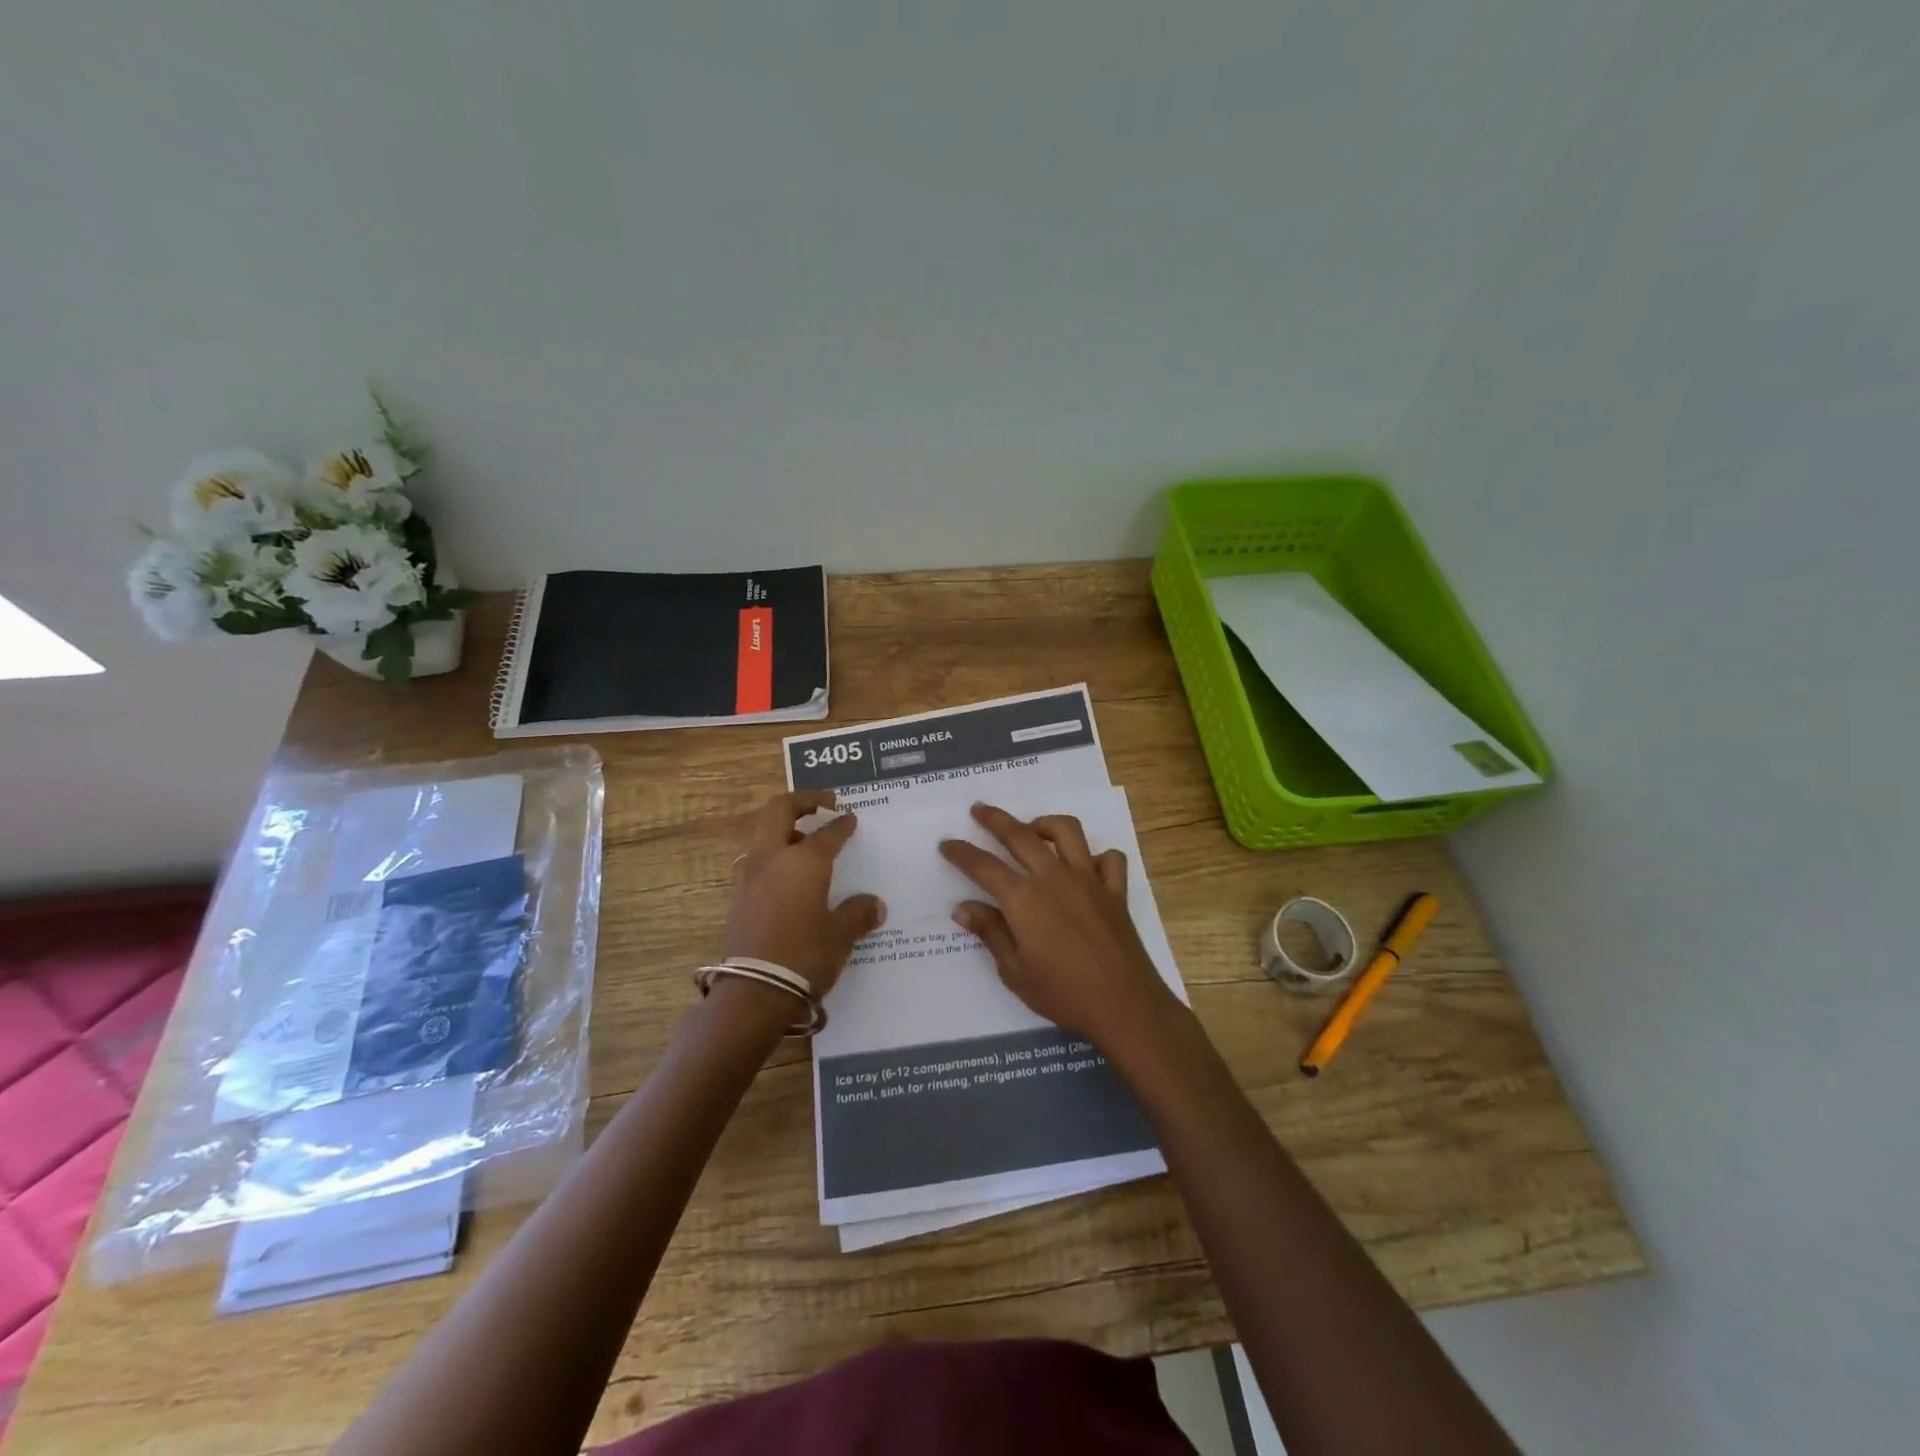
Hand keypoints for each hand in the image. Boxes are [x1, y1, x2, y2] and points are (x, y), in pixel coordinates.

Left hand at [723, 790, 884, 999]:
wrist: (753, 994)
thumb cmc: (804, 957)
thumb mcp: (840, 935)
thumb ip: (858, 913)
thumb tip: (874, 905)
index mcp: (803, 861)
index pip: (827, 832)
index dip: (841, 824)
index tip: (850, 818)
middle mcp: (772, 859)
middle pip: (779, 810)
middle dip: (802, 802)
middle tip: (823, 804)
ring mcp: (748, 876)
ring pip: (762, 834)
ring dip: (783, 828)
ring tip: (804, 842)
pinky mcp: (736, 897)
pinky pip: (755, 860)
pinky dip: (772, 854)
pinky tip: (786, 876)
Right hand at [940, 803, 1182, 1054]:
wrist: (1124, 1006)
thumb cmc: (1063, 994)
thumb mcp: (1015, 971)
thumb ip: (990, 933)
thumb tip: (963, 907)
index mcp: (1024, 899)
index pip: (984, 866)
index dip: (962, 853)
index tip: (946, 844)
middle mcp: (1055, 878)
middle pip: (1020, 835)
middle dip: (995, 820)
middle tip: (978, 809)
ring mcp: (1089, 880)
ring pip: (1067, 832)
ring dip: (1045, 824)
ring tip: (1032, 830)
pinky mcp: (1115, 891)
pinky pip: (1109, 859)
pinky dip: (1097, 856)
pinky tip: (1085, 867)